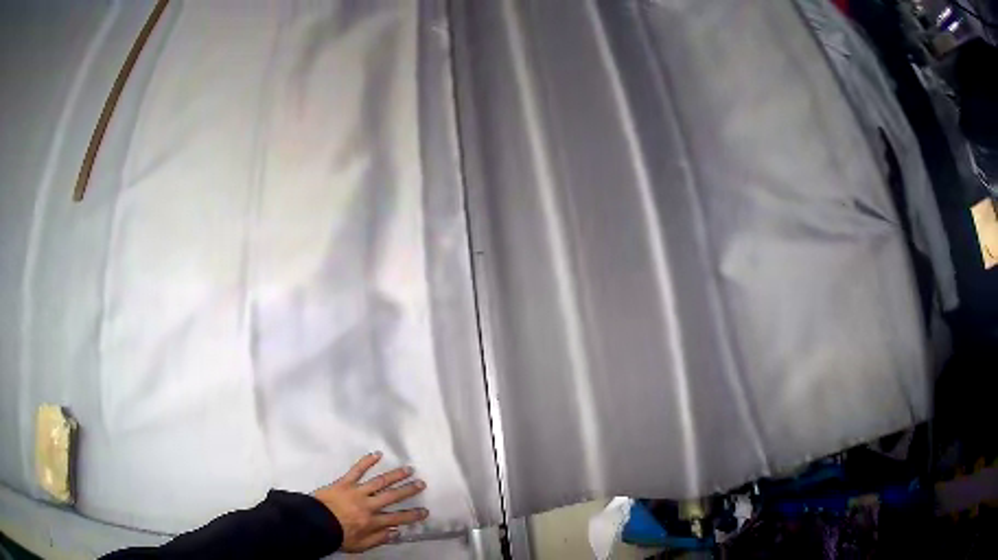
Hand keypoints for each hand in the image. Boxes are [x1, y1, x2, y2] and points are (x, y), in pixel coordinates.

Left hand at [312, 452, 428, 552]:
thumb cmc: (337, 536)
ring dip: (395, 475)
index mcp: (372, 522)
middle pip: (392, 496)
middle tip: (421, 483)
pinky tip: (377, 454)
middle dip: (408, 490)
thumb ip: (378, 539)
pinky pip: (357, 470)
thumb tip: (396, 532)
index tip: (425, 511)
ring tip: (408, 469)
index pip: (397, 518)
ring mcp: (357, 492)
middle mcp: (368, 505)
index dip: (413, 515)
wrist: (313, 523)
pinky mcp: (344, 482)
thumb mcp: (360, 546)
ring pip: (379, 482)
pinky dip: (367, 461)